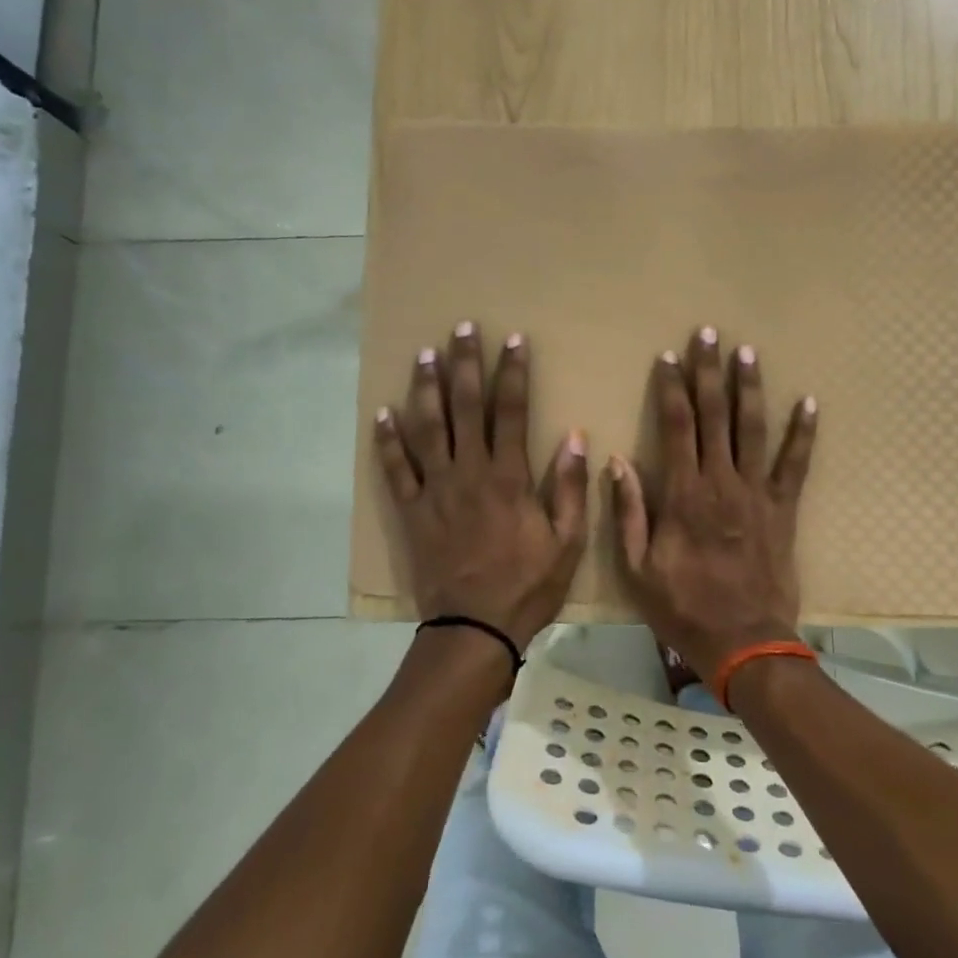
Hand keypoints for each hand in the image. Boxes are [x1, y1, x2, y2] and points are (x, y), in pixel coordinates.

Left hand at [372, 323, 588, 650]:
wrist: (475, 629)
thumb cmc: (527, 584)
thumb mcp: (568, 541)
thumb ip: (571, 488)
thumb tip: (575, 436)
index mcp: (509, 477)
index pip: (512, 411)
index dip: (513, 372)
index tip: (513, 339)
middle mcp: (469, 472)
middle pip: (465, 407)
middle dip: (465, 364)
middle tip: (461, 328)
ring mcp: (435, 490)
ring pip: (428, 428)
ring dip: (426, 389)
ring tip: (423, 354)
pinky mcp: (412, 511)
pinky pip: (395, 470)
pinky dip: (387, 441)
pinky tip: (382, 413)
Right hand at [607, 326, 818, 683]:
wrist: (745, 642)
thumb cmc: (684, 607)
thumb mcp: (637, 568)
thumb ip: (629, 512)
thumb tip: (618, 461)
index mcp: (684, 493)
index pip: (675, 425)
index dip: (671, 387)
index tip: (668, 356)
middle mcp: (721, 481)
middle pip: (714, 415)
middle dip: (709, 372)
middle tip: (709, 334)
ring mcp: (757, 492)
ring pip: (752, 428)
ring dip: (749, 388)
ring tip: (747, 352)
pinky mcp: (784, 508)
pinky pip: (796, 464)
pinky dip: (803, 433)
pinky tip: (809, 403)